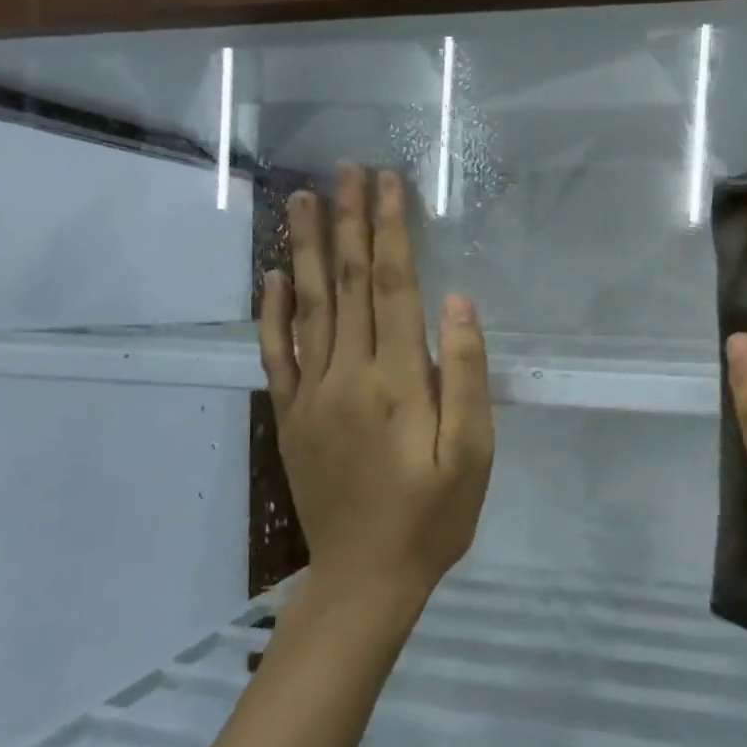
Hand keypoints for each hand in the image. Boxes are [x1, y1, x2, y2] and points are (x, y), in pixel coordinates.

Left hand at [258, 163, 493, 614]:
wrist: (365, 576)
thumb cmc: (433, 517)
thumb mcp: (473, 454)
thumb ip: (466, 376)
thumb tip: (458, 303)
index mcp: (396, 380)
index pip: (392, 286)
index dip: (390, 231)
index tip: (389, 183)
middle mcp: (346, 374)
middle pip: (347, 284)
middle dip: (350, 223)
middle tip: (346, 169)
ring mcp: (311, 394)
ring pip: (307, 306)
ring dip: (306, 249)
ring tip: (302, 200)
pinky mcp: (291, 415)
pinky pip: (276, 352)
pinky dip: (273, 310)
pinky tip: (272, 276)